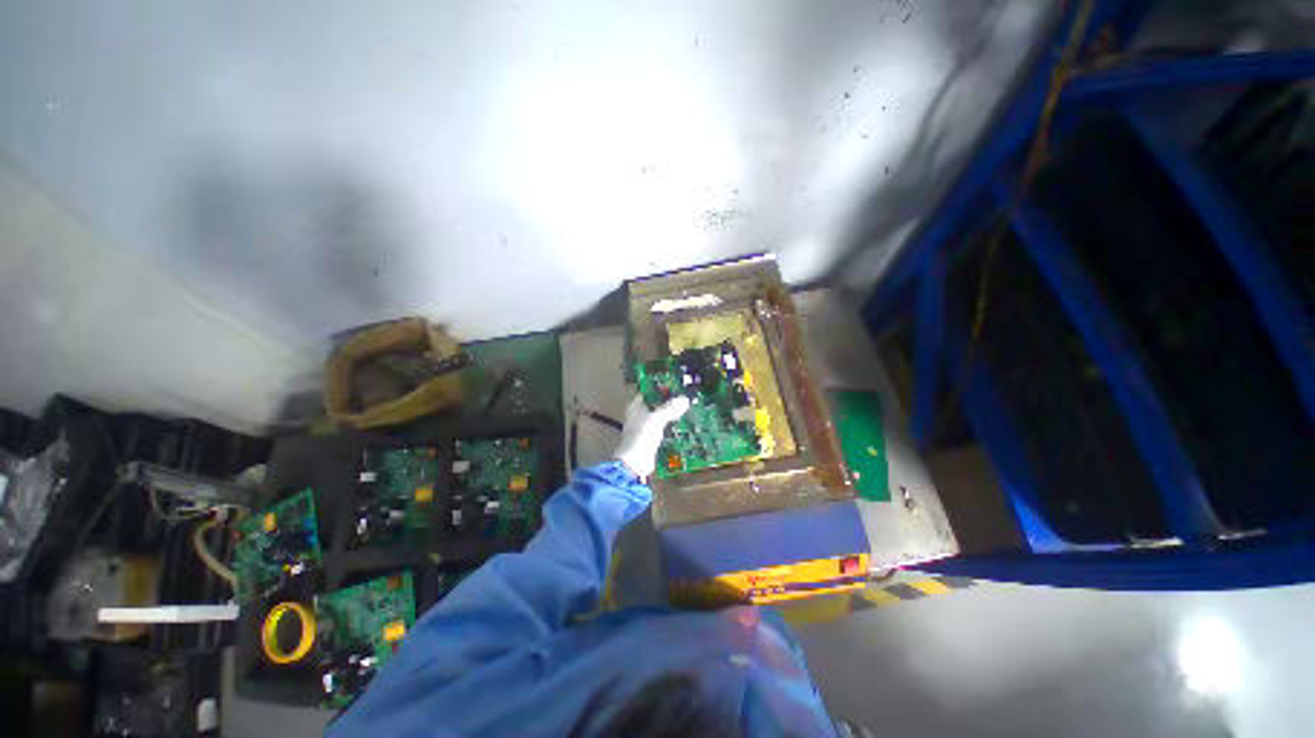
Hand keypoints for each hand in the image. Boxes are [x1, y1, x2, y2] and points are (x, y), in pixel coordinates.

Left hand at [613, 395, 690, 478]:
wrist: (636, 460)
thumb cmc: (643, 434)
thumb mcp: (658, 418)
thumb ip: (671, 408)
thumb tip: (685, 400)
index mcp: (635, 406)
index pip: (648, 393)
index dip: (661, 391)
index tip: (675, 390)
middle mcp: (637, 415)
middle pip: (654, 406)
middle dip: (667, 404)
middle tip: (683, 401)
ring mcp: (642, 428)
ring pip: (658, 418)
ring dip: (669, 416)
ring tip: (685, 412)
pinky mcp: (648, 439)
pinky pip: (660, 430)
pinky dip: (668, 428)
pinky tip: (680, 426)